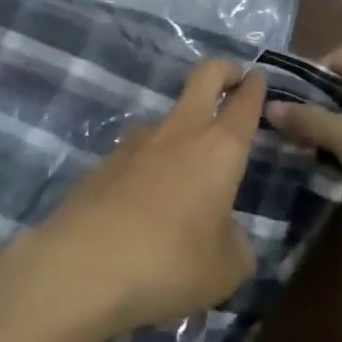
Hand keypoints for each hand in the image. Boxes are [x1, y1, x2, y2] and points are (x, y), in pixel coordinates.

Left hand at [28, 61, 262, 337]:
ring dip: (183, 131)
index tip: (259, 77)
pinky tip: (145, 209)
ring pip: (168, 119)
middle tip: (233, 80)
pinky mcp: (104, 163)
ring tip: (186, 181)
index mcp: (219, 148)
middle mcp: (180, 132)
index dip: (255, 87)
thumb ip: (235, 244)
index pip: (244, 102)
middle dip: (224, 71)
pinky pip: (138, 155)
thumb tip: (225, 233)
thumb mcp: (225, 270)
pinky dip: (149, 168)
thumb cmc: (170, 263)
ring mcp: (136, 143)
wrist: (82, 268)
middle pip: (205, 76)